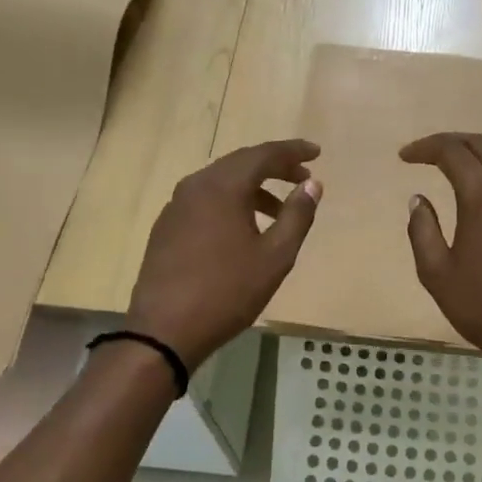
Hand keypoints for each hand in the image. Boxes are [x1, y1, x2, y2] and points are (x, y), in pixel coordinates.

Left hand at [125, 140, 322, 368]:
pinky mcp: (166, 227)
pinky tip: (243, 228)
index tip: (316, 152)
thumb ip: (297, 215)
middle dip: (273, 166)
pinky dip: (230, 202)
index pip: (263, 155)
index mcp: (223, 187)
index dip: (292, 151)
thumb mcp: (275, 257)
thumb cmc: (227, 292)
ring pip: (221, 183)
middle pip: (240, 163)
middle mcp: (195, 186)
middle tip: (301, 177)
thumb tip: (312, 184)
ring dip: (252, 188)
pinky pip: (205, 201)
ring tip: (278, 210)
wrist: (165, 330)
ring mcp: (176, 206)